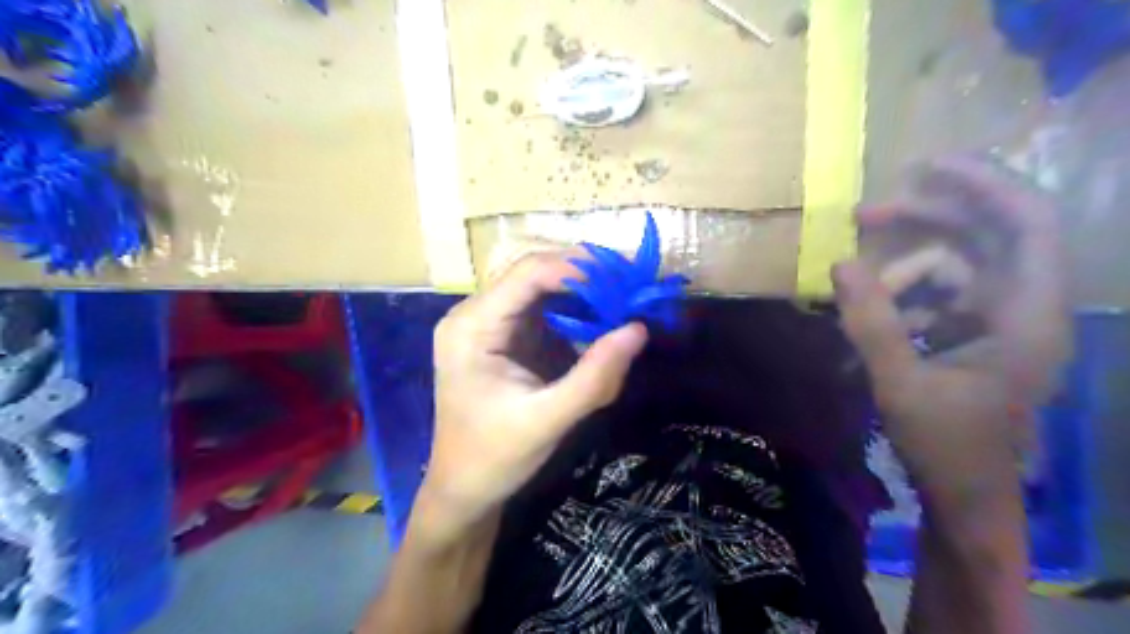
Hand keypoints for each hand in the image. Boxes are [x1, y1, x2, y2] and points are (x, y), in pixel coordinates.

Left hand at [413, 251, 644, 543]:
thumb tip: (639, 329)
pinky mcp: (503, 337)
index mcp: (472, 327)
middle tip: (632, 286)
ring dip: (583, 292)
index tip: (626, 279)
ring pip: (541, 288)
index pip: (528, 273)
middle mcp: (474, 314)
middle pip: (534, 273)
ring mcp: (488, 324)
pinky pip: (543, 311)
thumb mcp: (548, 420)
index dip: (579, 268)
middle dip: (585, 276)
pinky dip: (575, 312)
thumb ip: (595, 377)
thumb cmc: (495, 457)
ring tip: (624, 300)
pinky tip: (601, 321)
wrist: (464, 488)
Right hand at [837, 155, 1070, 498]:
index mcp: (1028, 317)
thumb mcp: (900, 384)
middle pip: (983, 235)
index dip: (984, 184)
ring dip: (901, 270)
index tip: (925, 167)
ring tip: (858, 294)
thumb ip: (870, 322)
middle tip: (861, 216)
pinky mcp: (975, 333)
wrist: (966, 494)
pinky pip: (938, 294)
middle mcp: (1023, 308)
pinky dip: (903, 297)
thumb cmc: (945, 445)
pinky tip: (873, 318)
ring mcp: (999, 320)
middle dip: (923, 221)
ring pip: (952, 266)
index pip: (1027, 224)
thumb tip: (839, 264)